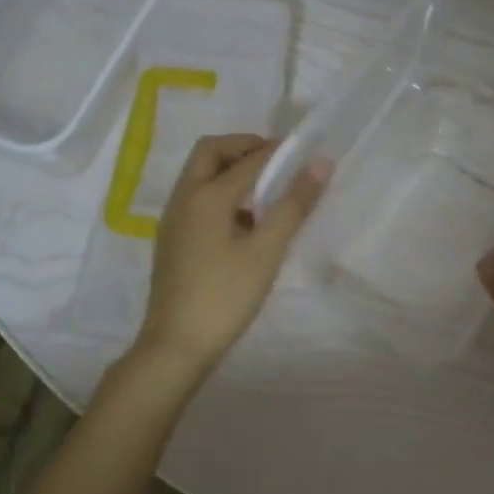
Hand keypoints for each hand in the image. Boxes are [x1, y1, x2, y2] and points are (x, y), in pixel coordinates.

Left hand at [137, 133, 330, 372]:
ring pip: (200, 174)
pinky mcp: (173, 238)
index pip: (248, 158)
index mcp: (206, 196)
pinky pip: (197, 197)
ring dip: (231, 170)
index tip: (306, 152)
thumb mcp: (266, 251)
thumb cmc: (225, 296)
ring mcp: (174, 219)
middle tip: (277, 163)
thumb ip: (294, 205)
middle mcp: (184, 197)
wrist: (176, 346)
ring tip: (266, 192)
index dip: (278, 151)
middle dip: (244, 148)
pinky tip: (244, 222)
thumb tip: (320, 164)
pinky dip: (220, 192)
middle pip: (211, 152)